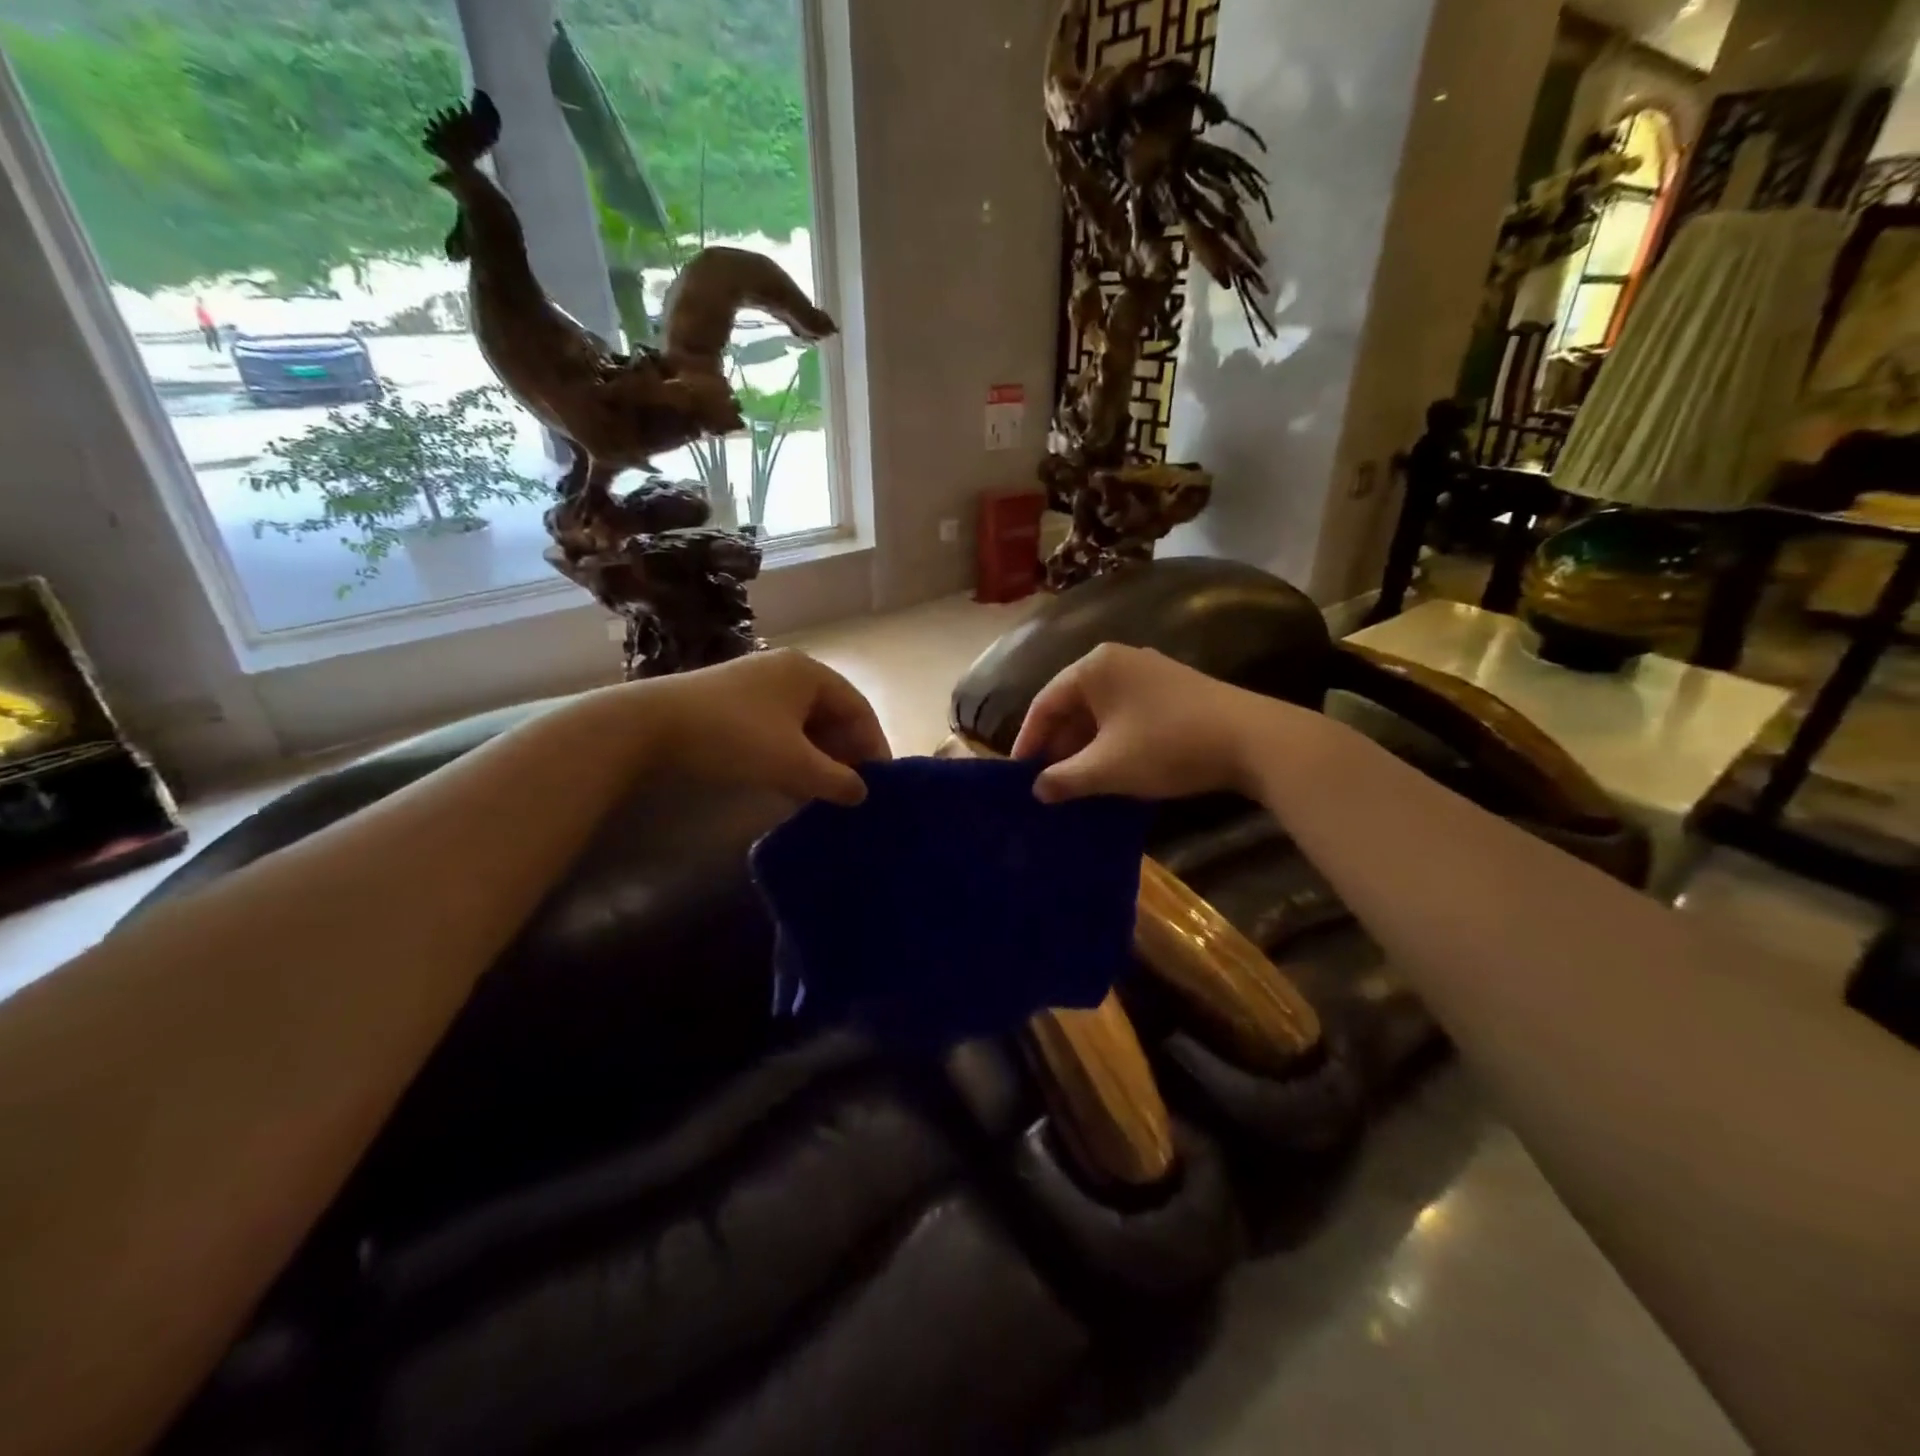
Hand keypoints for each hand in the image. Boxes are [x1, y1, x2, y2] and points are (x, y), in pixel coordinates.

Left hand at [629, 648, 890, 805]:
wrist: (649, 728)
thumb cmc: (734, 737)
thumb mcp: (793, 763)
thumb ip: (835, 780)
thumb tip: (862, 793)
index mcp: (810, 673)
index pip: (859, 709)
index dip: (874, 746)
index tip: (882, 783)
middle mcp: (788, 671)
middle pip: (832, 715)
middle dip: (845, 754)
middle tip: (853, 791)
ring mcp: (758, 685)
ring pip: (804, 724)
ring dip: (818, 758)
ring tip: (824, 793)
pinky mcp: (733, 702)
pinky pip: (779, 728)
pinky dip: (792, 754)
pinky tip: (790, 783)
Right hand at [1011, 643, 1290, 802]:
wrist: (1252, 739)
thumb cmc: (1166, 746)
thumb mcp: (1107, 768)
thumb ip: (1064, 779)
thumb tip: (1037, 789)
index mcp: (1093, 667)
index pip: (1045, 703)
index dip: (1028, 741)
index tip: (1018, 776)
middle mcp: (1117, 659)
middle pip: (1073, 704)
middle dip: (1058, 745)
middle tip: (1048, 782)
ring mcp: (1149, 671)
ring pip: (1101, 711)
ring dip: (1085, 746)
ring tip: (1077, 781)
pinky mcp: (1173, 688)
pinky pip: (1126, 713)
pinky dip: (1112, 740)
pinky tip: (1114, 769)